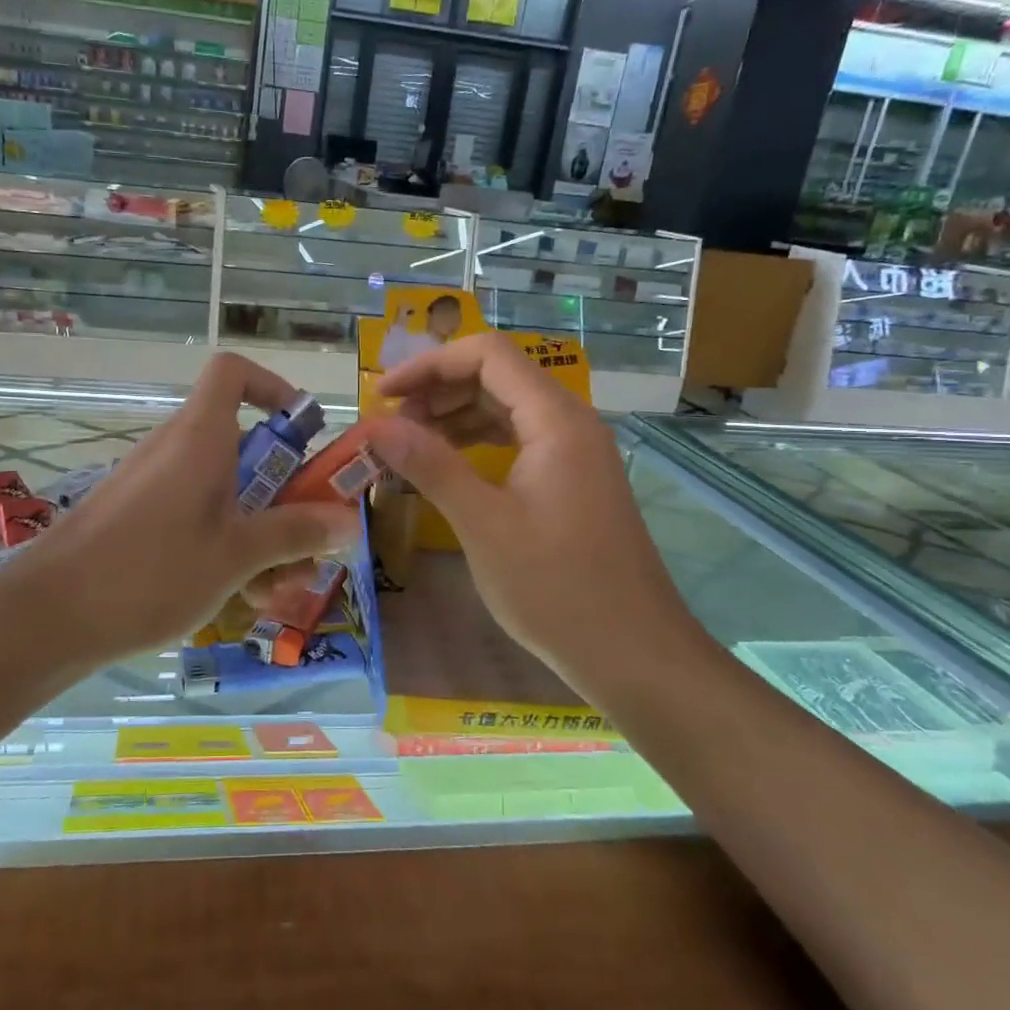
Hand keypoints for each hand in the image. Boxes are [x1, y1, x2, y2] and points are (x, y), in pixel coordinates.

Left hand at [0, 353, 359, 664]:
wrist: (49, 616)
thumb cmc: (151, 571)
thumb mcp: (236, 555)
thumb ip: (294, 533)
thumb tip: (350, 520)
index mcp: (200, 437)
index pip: (233, 372)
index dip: (273, 388)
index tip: (304, 434)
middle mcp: (177, 449)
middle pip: (244, 446)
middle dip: (286, 494)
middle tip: (309, 544)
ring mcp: (155, 485)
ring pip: (225, 491)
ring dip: (261, 532)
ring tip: (277, 589)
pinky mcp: (139, 518)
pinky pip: (196, 516)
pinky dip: (225, 545)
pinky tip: (239, 598)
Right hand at [372, 333, 684, 675]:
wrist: (633, 654)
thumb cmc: (556, 587)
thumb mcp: (482, 523)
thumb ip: (430, 464)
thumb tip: (376, 426)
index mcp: (556, 420)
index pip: (487, 356)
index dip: (428, 365)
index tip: (382, 395)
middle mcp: (571, 424)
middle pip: (497, 378)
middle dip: (437, 392)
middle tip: (389, 427)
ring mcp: (575, 454)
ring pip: (507, 410)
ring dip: (454, 418)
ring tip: (408, 446)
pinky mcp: (573, 483)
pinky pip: (519, 442)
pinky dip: (477, 445)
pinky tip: (448, 468)